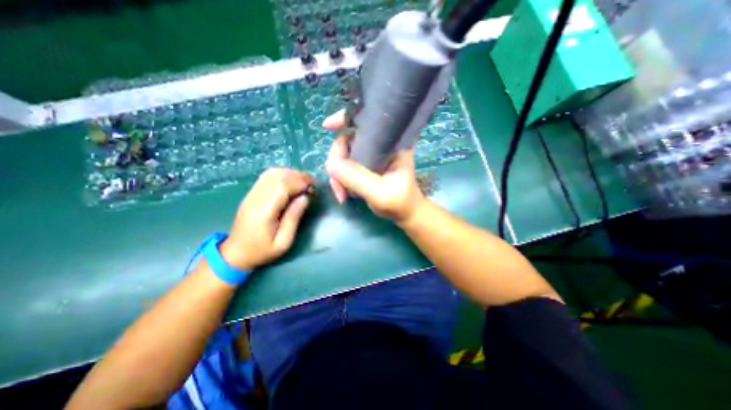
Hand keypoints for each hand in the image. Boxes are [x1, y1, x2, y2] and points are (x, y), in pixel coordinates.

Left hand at [221, 168, 314, 269]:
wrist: (236, 253)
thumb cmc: (262, 251)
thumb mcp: (284, 242)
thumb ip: (294, 218)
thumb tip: (305, 197)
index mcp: (264, 212)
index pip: (283, 187)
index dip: (300, 182)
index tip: (315, 187)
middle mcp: (255, 199)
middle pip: (278, 176)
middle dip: (299, 176)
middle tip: (313, 184)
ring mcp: (251, 194)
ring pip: (272, 173)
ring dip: (291, 174)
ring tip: (304, 182)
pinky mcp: (251, 193)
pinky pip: (267, 176)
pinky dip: (283, 175)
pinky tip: (291, 182)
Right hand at [323, 110, 426, 221]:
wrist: (404, 213)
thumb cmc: (399, 202)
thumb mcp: (379, 192)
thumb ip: (357, 178)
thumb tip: (331, 165)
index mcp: (391, 142)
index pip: (367, 119)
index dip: (345, 118)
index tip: (327, 126)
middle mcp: (380, 144)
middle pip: (347, 139)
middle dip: (337, 162)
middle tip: (338, 186)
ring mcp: (371, 156)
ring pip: (344, 155)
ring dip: (337, 175)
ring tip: (342, 194)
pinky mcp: (365, 166)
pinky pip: (345, 167)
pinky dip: (340, 179)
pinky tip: (344, 193)